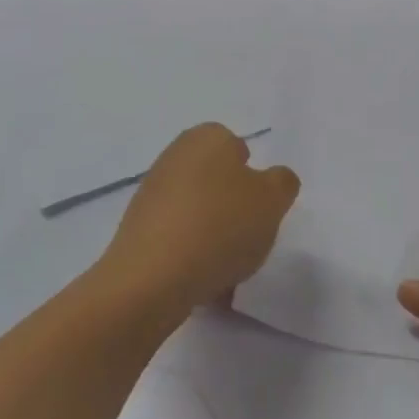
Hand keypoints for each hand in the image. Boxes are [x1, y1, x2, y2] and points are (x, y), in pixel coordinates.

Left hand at [103, 124, 298, 317]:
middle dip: (233, 205)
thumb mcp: (273, 199)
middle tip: (250, 235)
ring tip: (228, 266)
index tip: (260, 205)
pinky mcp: (137, 230)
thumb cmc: (220, 226)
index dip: (252, 175)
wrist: (153, 278)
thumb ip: (281, 183)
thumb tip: (272, 180)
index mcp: (206, 138)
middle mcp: (173, 157)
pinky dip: (191, 254)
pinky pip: (177, 238)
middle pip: (215, 180)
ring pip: (197, 211)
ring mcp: (150, 194)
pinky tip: (203, 280)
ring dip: (214, 233)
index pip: (236, 146)